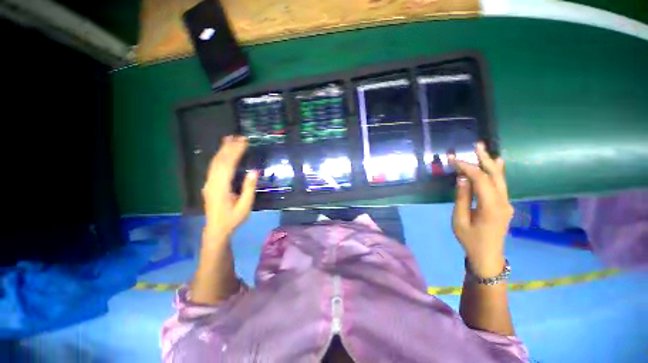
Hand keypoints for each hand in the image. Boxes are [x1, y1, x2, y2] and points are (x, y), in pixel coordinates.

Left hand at [202, 135, 256, 239]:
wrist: (216, 229)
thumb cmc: (233, 218)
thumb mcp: (245, 206)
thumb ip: (249, 188)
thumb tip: (254, 171)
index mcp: (221, 187)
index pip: (228, 165)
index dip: (236, 152)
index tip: (244, 142)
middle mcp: (212, 182)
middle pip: (220, 161)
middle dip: (230, 147)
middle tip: (240, 137)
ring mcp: (209, 182)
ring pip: (214, 162)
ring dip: (223, 149)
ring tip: (230, 138)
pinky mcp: (209, 184)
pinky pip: (213, 167)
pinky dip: (218, 156)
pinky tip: (223, 151)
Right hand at [449, 142, 513, 277]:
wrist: (488, 256)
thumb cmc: (470, 240)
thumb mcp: (459, 220)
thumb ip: (462, 198)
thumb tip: (462, 178)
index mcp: (491, 207)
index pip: (480, 180)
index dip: (467, 168)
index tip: (453, 160)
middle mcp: (503, 202)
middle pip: (495, 175)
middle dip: (484, 159)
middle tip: (477, 145)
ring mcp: (506, 203)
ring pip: (500, 179)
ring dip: (491, 163)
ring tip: (483, 150)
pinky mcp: (504, 205)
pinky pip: (501, 185)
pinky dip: (496, 173)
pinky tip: (496, 163)